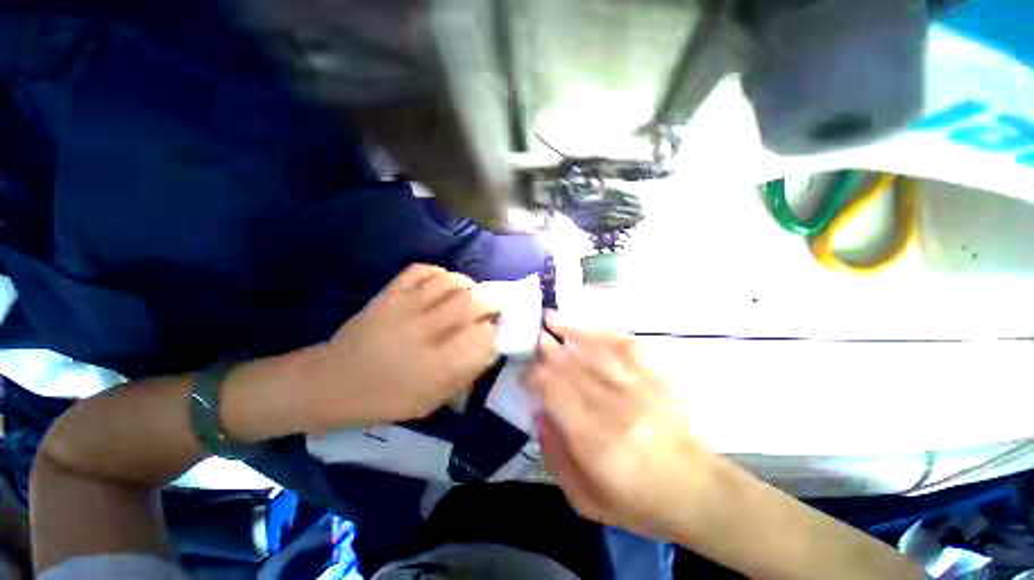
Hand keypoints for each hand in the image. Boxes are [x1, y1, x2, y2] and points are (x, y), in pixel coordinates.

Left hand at [312, 264, 500, 426]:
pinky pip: (421, 270)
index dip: (495, 333)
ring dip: (469, 285)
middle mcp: (423, 333)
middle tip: (493, 307)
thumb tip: (490, 348)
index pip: (483, 338)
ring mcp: (403, 308)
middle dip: (491, 302)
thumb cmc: (385, 399)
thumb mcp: (430, 402)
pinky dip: (439, 272)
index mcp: (435, 367)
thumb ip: (464, 375)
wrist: (332, 382)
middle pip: (472, 303)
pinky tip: (443, 284)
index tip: (494, 334)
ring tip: (471, 293)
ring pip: (450, 282)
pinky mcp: (388, 294)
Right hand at [527, 313, 718, 540]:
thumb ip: (556, 457)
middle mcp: (614, 406)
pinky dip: (603, 332)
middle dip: (546, 346)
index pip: (554, 391)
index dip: (534, 375)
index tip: (523, 371)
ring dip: (570, 330)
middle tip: (529, 334)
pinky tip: (588, 325)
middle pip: (571, 365)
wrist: (698, 492)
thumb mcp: (587, 499)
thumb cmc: (639, 501)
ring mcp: (637, 387)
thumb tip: (539, 415)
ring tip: (550, 317)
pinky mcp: (654, 378)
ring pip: (596, 349)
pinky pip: (625, 347)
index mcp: (594, 439)